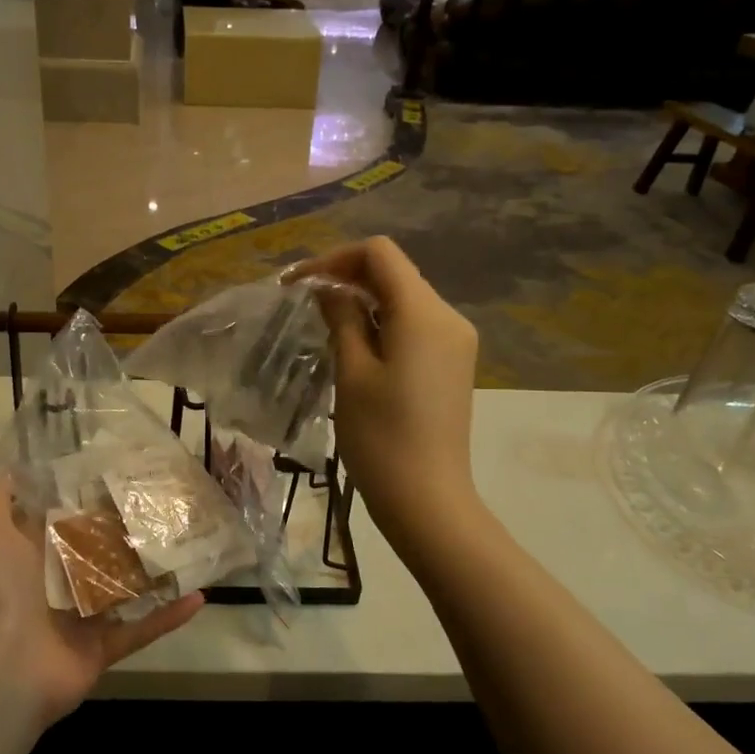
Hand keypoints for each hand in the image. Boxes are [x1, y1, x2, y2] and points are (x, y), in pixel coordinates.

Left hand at [0, 475, 203, 726]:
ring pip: (124, 591)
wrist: (0, 664)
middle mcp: (57, 586)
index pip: (64, 522)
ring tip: (190, 545)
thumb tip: (11, 465)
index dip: (89, 501)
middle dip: (127, 533)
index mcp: (32, 558)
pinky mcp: (102, 648)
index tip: (122, 474)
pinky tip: (200, 596)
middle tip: (166, 506)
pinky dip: (169, 617)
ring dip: (153, 573)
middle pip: (98, 554)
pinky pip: (142, 630)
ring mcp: (82, 620)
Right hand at [292, 237, 479, 548]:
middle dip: (348, 278)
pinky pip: (415, 326)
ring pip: (404, 299)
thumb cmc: (381, 437)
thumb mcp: (352, 372)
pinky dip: (383, 323)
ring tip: (324, 324)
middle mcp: (448, 317)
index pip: (380, 254)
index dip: (335, 259)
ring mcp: (455, 342)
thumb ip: (342, 319)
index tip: (299, 284)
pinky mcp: (453, 364)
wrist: (427, 499)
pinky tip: (356, 345)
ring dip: (364, 301)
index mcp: (423, 312)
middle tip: (304, 302)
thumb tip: (330, 290)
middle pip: (395, 273)